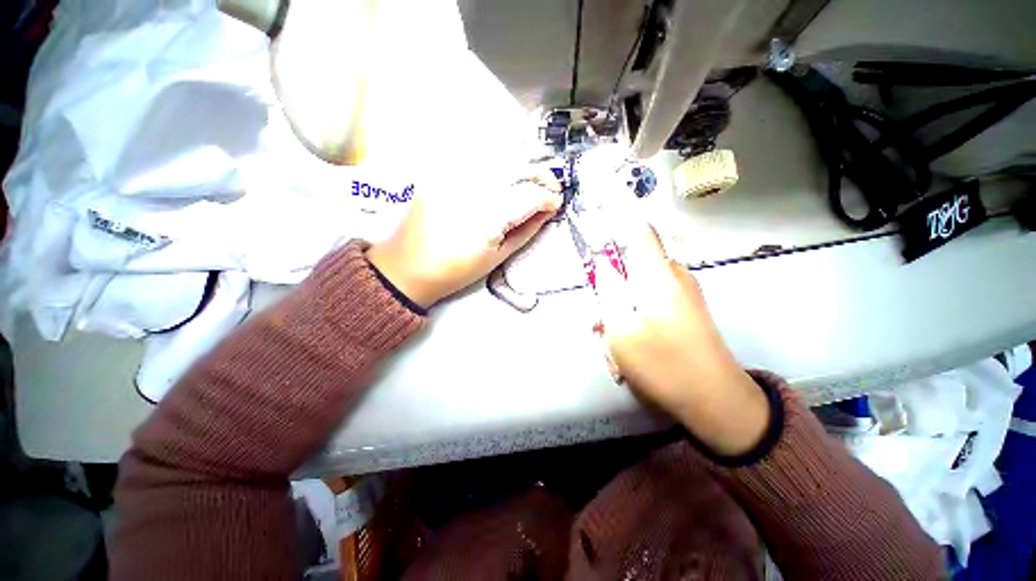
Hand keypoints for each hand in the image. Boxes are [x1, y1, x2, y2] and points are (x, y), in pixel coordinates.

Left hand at [367, 169, 561, 308]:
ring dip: (521, 166)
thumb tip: (547, 212)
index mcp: (487, 216)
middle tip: (550, 188)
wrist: (408, 267)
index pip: (529, 195)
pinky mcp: (440, 172)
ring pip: (499, 156)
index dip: (549, 197)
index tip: (557, 203)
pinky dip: (496, 163)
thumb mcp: (498, 256)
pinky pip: (475, 159)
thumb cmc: (456, 270)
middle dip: (541, 175)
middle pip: (517, 167)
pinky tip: (503, 176)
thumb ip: (527, 230)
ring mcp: (452, 175)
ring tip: (529, 182)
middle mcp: (470, 187)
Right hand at [594, 224, 769, 456]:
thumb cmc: (662, 363)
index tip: (598, 217)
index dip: (618, 218)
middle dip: (609, 290)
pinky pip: (648, 306)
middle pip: (629, 267)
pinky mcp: (683, 311)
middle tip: (598, 325)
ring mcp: (680, 294)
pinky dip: (633, 323)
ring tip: (614, 348)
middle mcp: (671, 276)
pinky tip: (629, 352)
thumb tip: (603, 264)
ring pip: (635, 290)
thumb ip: (608, 290)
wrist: (715, 402)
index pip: (638, 230)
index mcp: (656, 274)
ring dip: (618, 314)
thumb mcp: (621, 327)